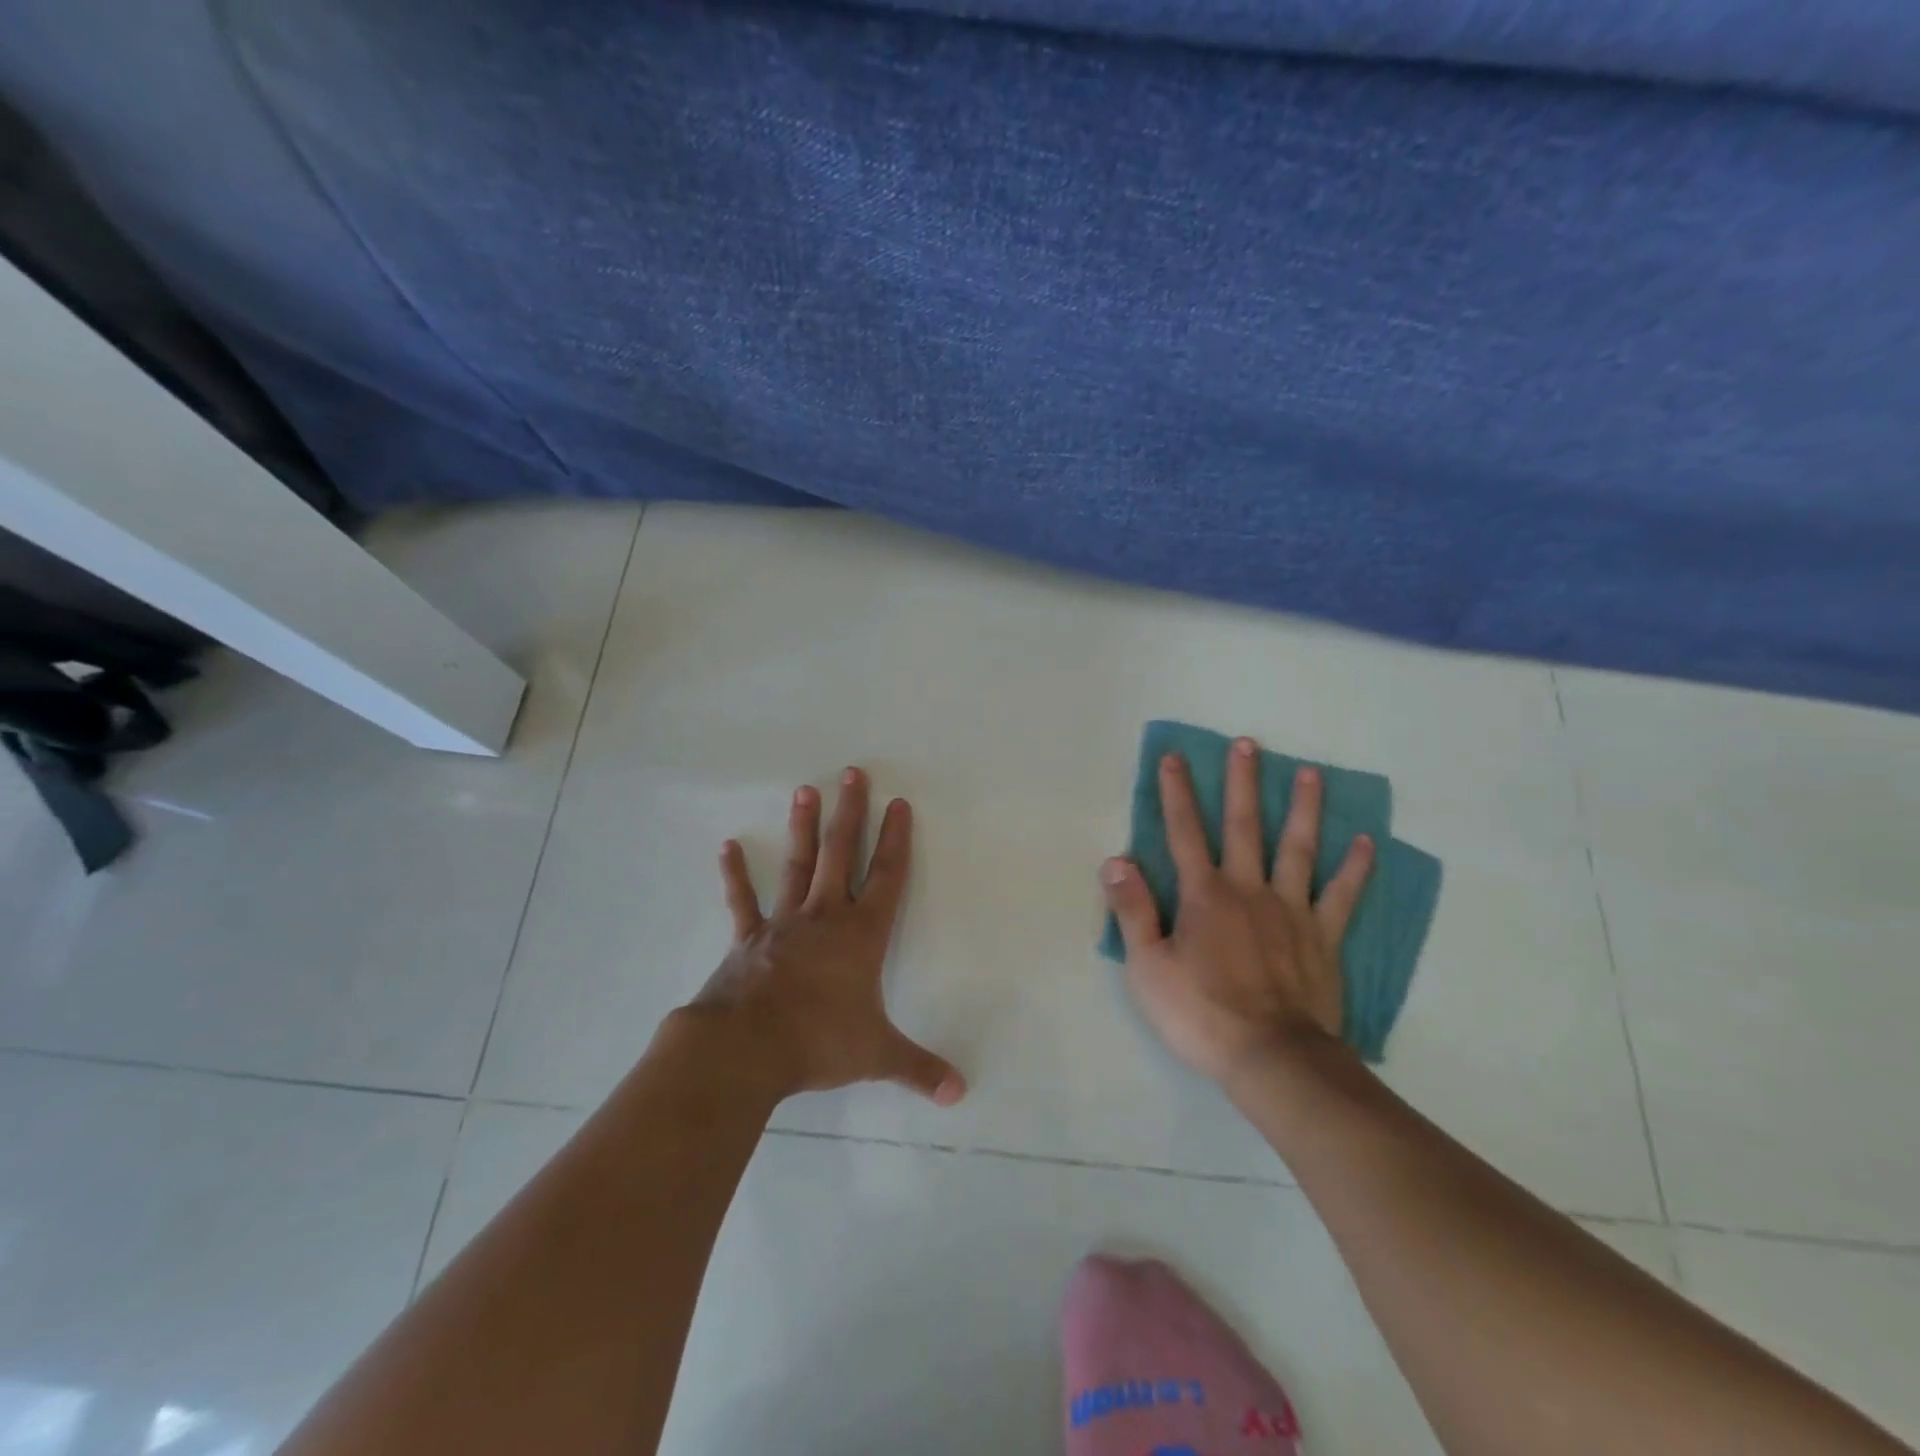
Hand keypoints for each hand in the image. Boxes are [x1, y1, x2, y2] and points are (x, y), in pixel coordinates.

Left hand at [690, 768, 965, 1106]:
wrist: (745, 1050)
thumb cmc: (817, 1042)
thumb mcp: (876, 1055)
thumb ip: (919, 1069)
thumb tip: (960, 1093)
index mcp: (861, 935)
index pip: (886, 877)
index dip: (895, 840)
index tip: (899, 803)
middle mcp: (824, 917)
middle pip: (840, 854)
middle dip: (850, 813)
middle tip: (853, 772)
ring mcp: (783, 923)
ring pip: (798, 864)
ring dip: (803, 827)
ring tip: (805, 789)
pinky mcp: (748, 939)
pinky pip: (742, 901)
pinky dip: (735, 875)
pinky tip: (728, 847)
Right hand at [1102, 738, 1373, 1086]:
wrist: (1271, 1058)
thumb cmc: (1200, 1013)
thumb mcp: (1148, 967)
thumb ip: (1132, 910)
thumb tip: (1116, 860)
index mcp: (1203, 895)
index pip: (1184, 832)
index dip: (1176, 793)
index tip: (1174, 758)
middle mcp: (1248, 889)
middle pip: (1244, 826)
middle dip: (1242, 783)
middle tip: (1247, 744)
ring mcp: (1291, 910)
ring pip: (1298, 848)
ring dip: (1303, 808)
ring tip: (1310, 773)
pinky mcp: (1323, 937)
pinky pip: (1342, 895)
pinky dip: (1355, 868)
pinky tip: (1366, 841)